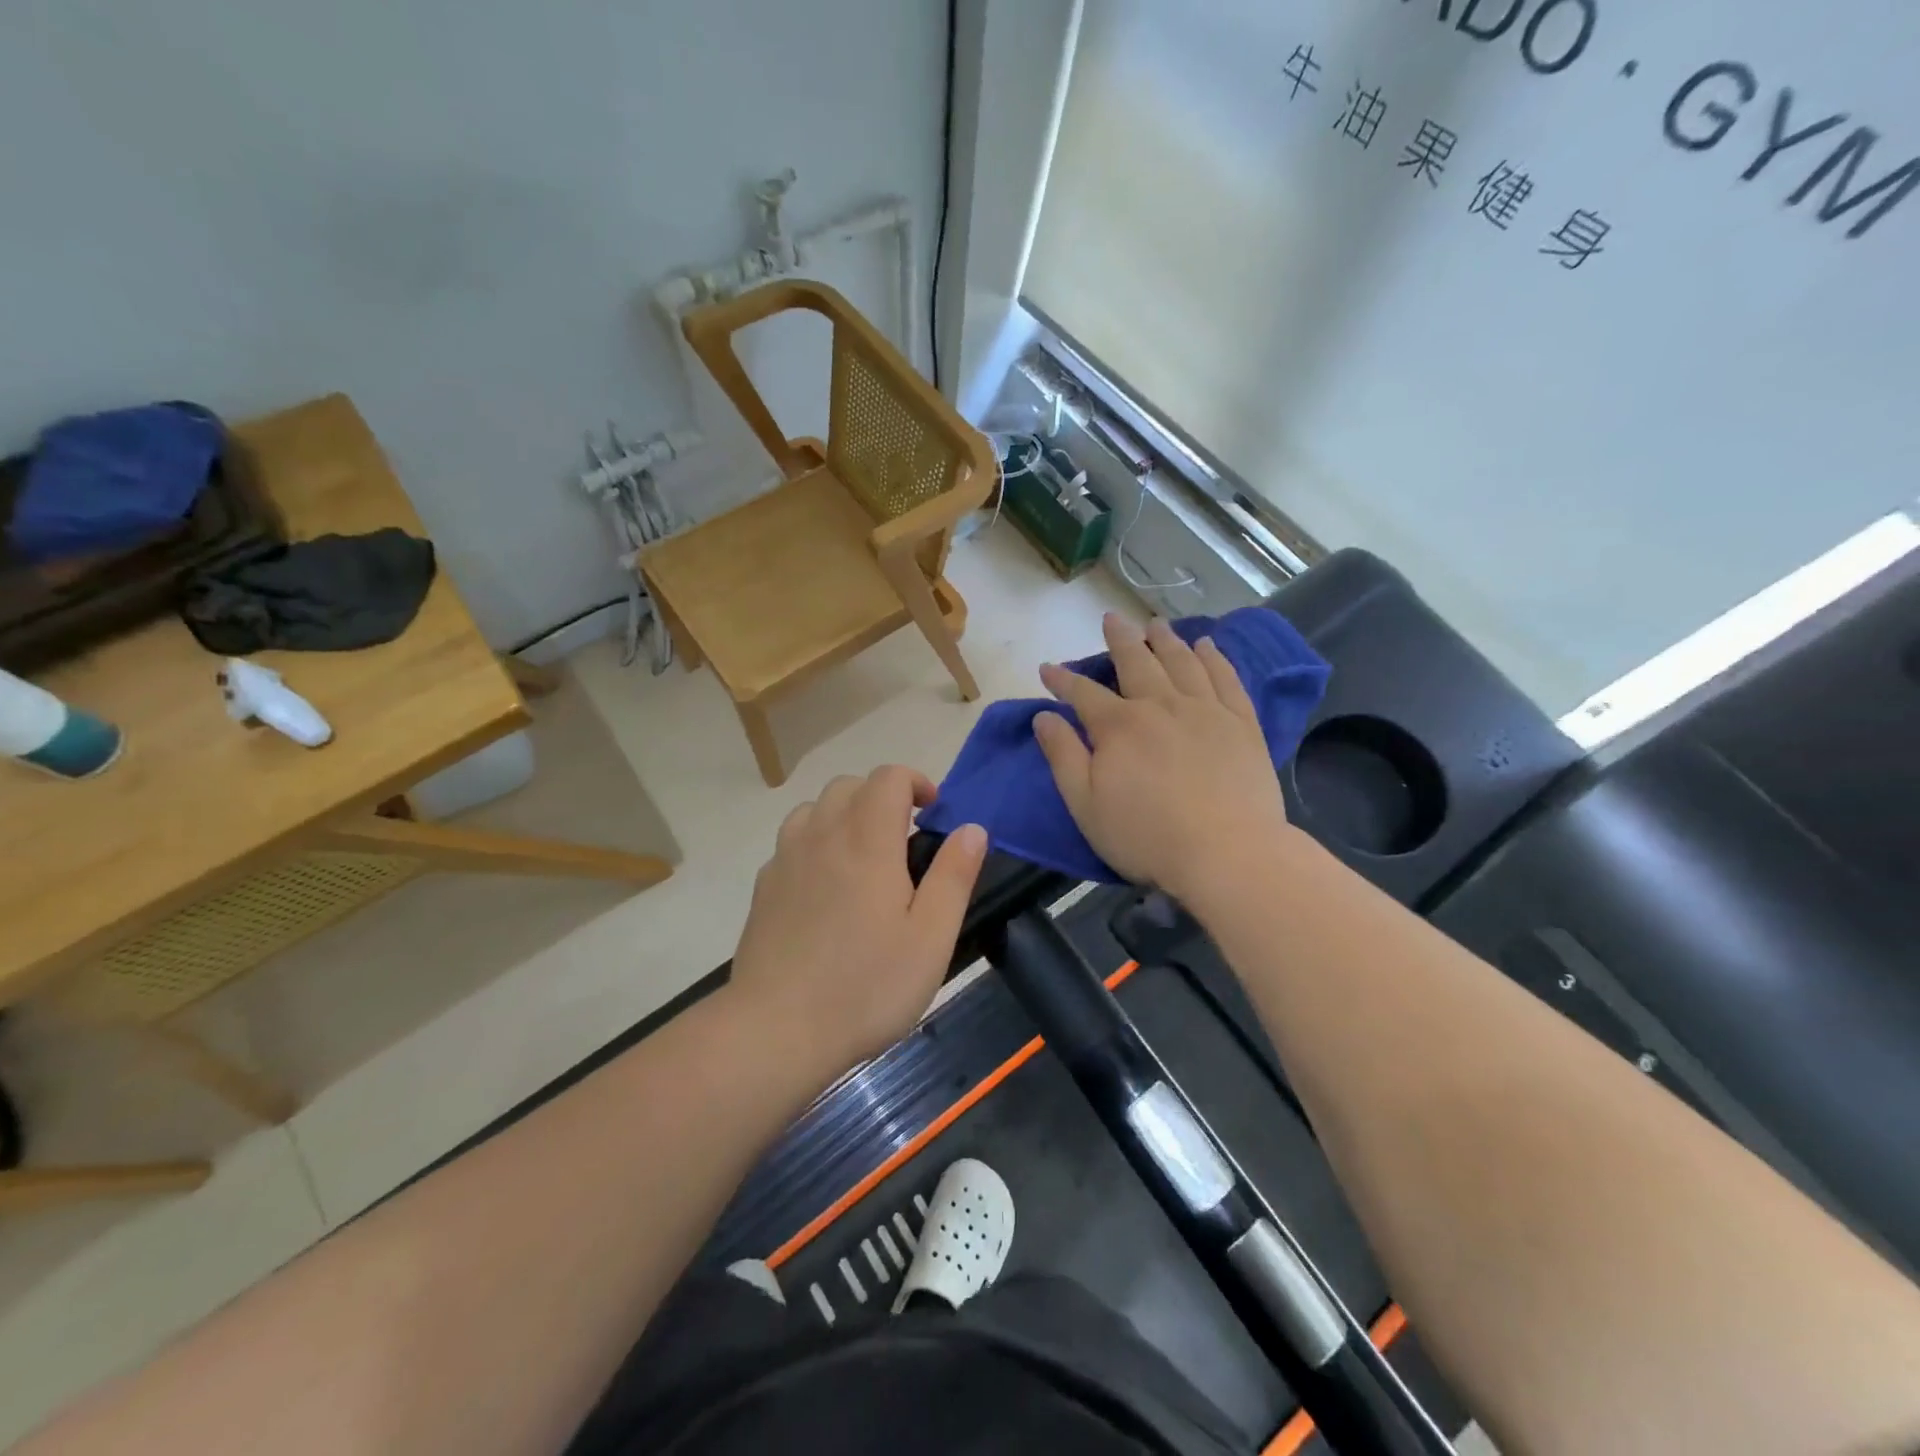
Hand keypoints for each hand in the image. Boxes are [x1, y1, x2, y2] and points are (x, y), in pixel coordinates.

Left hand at [729, 766, 987, 1072]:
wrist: (776, 1030)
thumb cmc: (866, 986)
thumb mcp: (931, 938)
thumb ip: (954, 876)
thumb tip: (971, 828)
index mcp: (867, 841)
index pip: (888, 777)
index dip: (915, 781)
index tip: (933, 812)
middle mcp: (822, 836)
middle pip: (849, 785)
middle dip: (882, 796)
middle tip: (904, 838)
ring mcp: (786, 860)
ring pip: (814, 809)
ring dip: (845, 815)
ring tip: (864, 856)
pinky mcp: (764, 887)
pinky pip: (792, 842)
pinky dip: (815, 843)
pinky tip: (825, 888)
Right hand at [1034, 614, 1291, 900]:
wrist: (1228, 854)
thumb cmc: (1146, 837)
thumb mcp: (1085, 805)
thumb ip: (1062, 756)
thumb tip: (1043, 716)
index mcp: (1119, 726)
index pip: (1083, 693)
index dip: (1062, 679)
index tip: (1048, 668)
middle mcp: (1161, 705)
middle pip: (1136, 662)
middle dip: (1120, 639)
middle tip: (1111, 618)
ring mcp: (1206, 710)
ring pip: (1182, 661)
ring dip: (1166, 639)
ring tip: (1156, 623)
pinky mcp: (1242, 723)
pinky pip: (1226, 678)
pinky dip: (1215, 658)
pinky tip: (1208, 646)